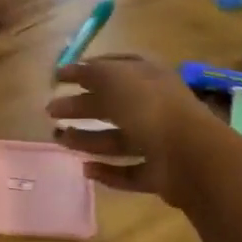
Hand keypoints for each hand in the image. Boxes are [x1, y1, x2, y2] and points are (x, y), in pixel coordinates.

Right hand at [48, 54, 239, 207]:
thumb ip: (90, 73)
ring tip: (59, 140)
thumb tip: (70, 68)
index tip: (59, 78)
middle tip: (50, 111)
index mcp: (148, 75)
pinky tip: (85, 169)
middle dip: (81, 106)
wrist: (191, 155)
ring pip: (117, 138)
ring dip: (87, 138)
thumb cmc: (149, 106)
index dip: (86, 70)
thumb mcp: (113, 78)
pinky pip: (129, 171)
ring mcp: (159, 140)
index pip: (114, 66)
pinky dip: (108, 171)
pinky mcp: (160, 174)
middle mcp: (153, 105)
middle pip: (111, 104)